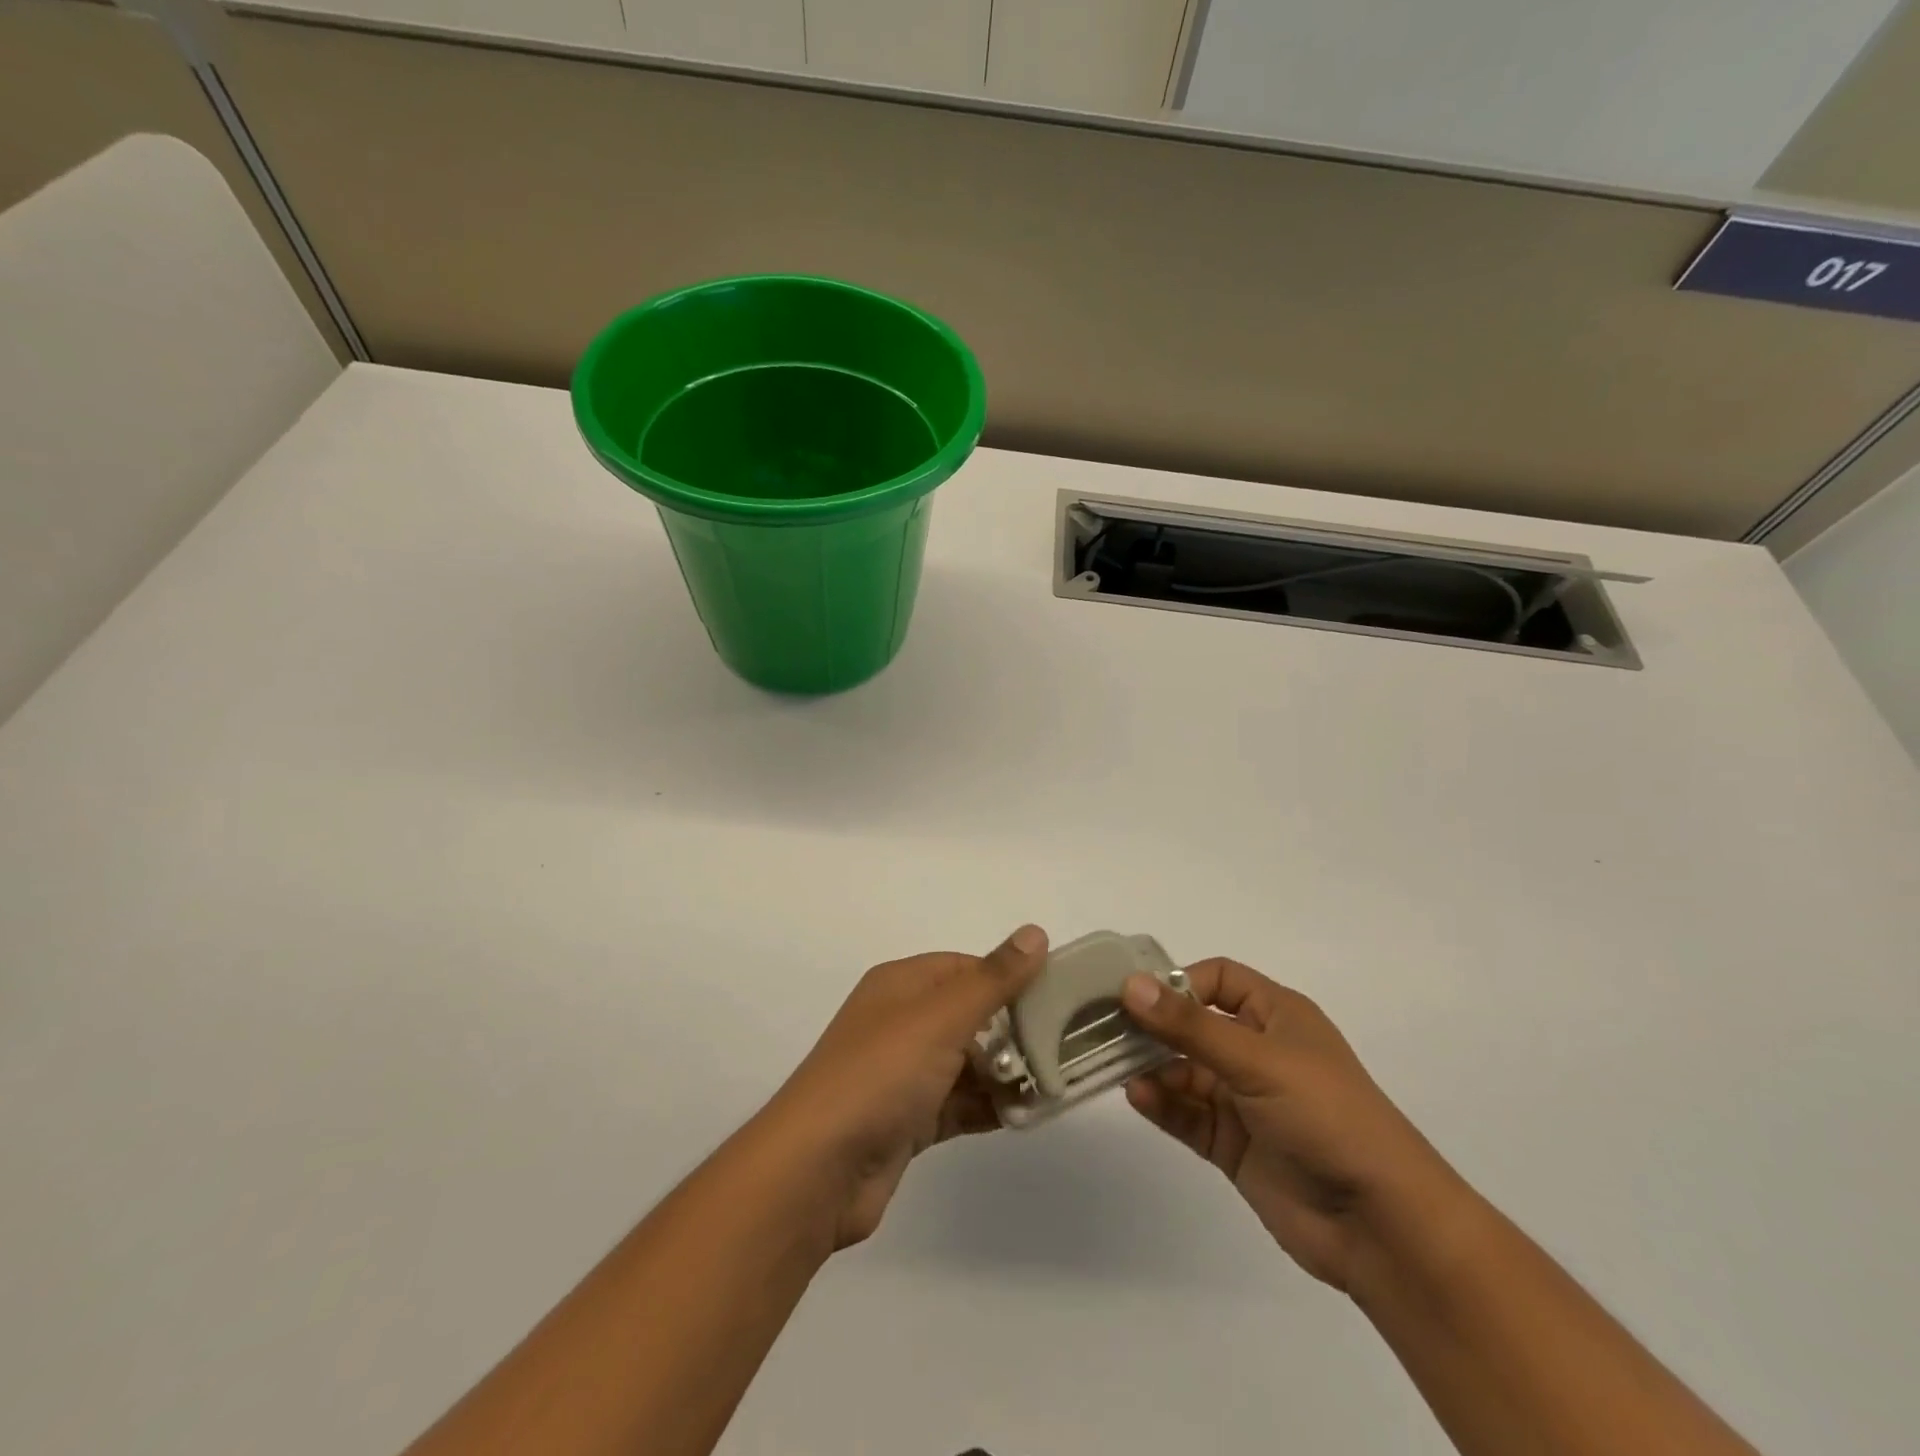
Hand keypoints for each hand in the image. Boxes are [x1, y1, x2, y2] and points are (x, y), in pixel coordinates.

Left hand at [760, 926, 1048, 1248]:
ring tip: (1054, 1085)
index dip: (1008, 978)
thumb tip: (1036, 932)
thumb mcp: (942, 1017)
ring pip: (967, 1063)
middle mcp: (900, 1022)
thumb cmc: (881, 1074)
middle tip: (1064, 1047)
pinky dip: (988, 1108)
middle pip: (969, 1016)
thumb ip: (994, 978)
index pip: (965, 968)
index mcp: (901, 985)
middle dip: (1013, 1031)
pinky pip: (958, 1103)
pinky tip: (1026, 1116)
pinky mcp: (907, 1120)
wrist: (818, 1169)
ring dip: (1006, 1074)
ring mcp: (903, 1073)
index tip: (1056, 996)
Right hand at [1121, 959, 1461, 1293]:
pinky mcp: (1234, 1144)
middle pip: (1193, 1025)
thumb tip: (1130, 985)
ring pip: (1185, 1071)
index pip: (1218, 979)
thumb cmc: (1326, 1116)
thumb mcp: (1257, 1060)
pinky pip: (1188, 1114)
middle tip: (1106, 1028)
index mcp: (1277, 1016)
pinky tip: (1139, 1097)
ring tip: (1119, 1067)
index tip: (1136, 994)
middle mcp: (1258, 1051)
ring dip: (1154, 1068)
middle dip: (1154, 1027)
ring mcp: (1245, 1100)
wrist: (1382, 1225)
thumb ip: (1189, 1025)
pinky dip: (1163, 1104)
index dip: (1179, 982)